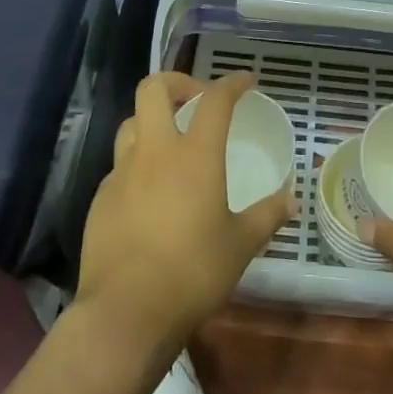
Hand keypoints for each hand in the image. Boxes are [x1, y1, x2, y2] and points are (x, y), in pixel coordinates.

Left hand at [74, 70, 293, 348]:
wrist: (126, 311)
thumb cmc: (193, 272)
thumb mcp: (241, 245)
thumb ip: (268, 216)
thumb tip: (291, 200)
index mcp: (195, 156)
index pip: (214, 100)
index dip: (232, 83)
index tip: (247, 82)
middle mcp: (155, 152)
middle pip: (154, 89)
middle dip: (178, 82)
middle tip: (197, 99)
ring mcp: (121, 173)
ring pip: (131, 122)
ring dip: (153, 120)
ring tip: (173, 142)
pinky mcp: (101, 198)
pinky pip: (120, 164)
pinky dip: (138, 162)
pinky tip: (150, 191)